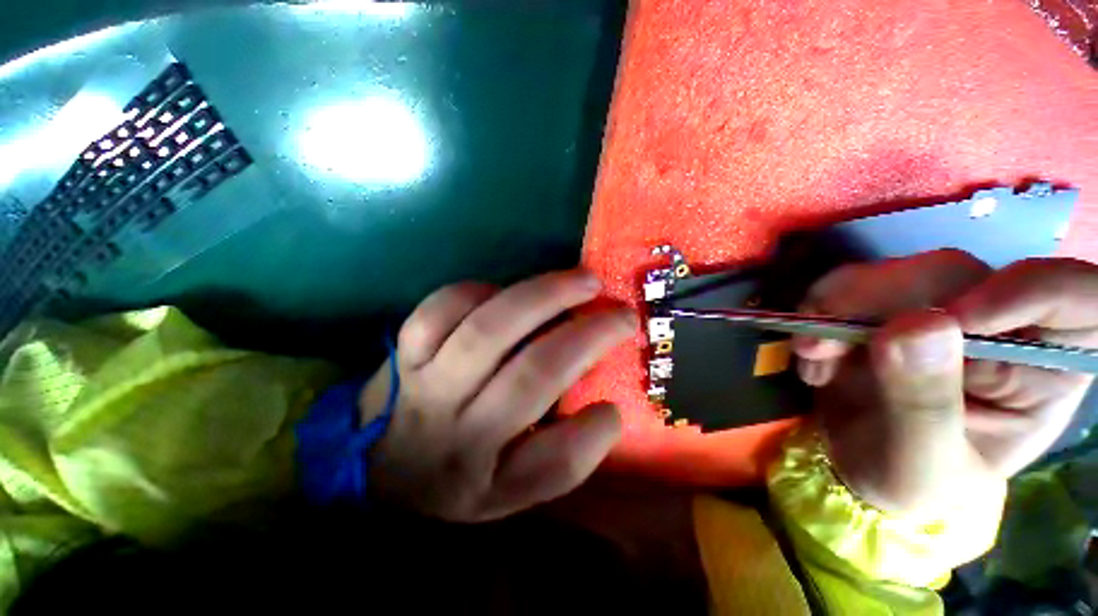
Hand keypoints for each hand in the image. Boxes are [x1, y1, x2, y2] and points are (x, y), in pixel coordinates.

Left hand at [358, 270, 634, 521]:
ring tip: (582, 281)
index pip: (555, 464)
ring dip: (544, 296)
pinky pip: (444, 306)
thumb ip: (563, 457)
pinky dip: (485, 290)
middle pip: (533, 375)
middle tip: (620, 311)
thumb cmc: (457, 477)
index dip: (596, 432)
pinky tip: (507, 292)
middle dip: (588, 335)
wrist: (378, 466)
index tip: (616, 404)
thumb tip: (606, 410)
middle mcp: (460, 431)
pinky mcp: (405, 349)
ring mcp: (427, 382)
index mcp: (490, 478)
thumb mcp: (510, 491)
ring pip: (489, 330)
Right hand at [793, 251, 1095, 513]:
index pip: (1079, 298)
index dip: (1030, 291)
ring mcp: (939, 308)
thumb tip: (913, 326)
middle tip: (824, 344)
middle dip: (880, 303)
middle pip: (958, 275)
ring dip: (838, 306)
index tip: (955, 320)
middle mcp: (1001, 325)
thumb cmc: (910, 481)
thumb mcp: (921, 463)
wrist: (860, 463)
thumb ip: (924, 403)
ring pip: (898, 271)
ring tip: (811, 355)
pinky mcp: (886, 305)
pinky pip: (850, 283)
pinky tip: (812, 354)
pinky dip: (818, 312)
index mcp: (1044, 369)